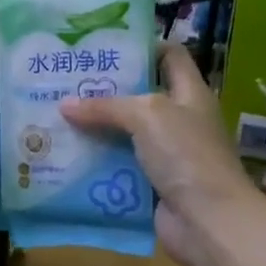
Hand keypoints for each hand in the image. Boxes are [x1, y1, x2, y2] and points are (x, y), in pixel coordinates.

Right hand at [60, 44, 260, 265]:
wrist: (209, 221)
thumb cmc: (186, 154)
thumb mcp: (146, 116)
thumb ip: (106, 106)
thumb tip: (65, 105)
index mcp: (189, 93)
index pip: (170, 56)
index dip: (143, 46)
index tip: (104, 45)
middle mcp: (180, 119)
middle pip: (140, 96)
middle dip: (105, 90)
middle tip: (66, 82)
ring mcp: (167, 154)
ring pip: (126, 135)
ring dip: (96, 129)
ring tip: (57, 117)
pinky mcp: (153, 184)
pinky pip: (120, 167)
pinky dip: (98, 163)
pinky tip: (66, 156)